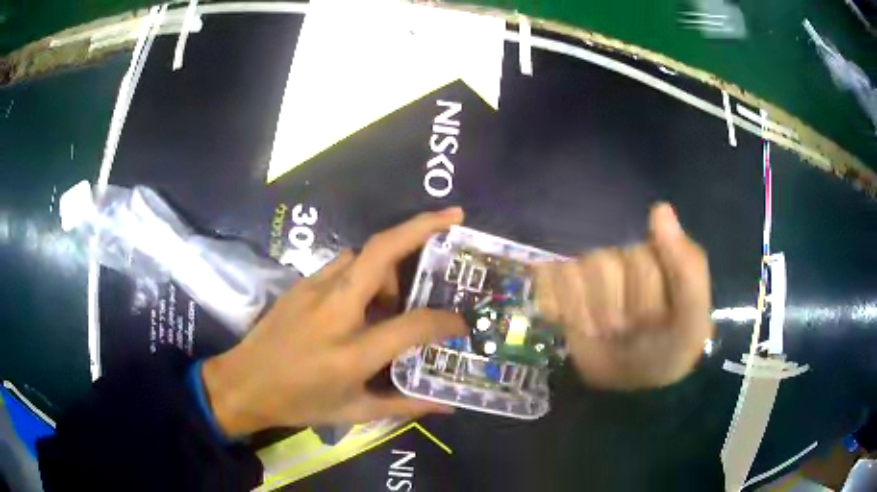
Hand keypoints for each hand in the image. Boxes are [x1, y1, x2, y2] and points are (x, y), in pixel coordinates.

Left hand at [202, 208, 466, 436]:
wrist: (243, 383)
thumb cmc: (299, 404)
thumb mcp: (354, 412)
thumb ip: (405, 405)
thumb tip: (446, 405)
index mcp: (351, 352)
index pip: (412, 324)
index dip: (445, 320)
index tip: (461, 322)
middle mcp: (335, 312)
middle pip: (381, 254)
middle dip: (421, 227)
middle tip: (453, 217)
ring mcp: (314, 291)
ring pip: (363, 255)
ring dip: (390, 262)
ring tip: (397, 293)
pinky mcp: (300, 284)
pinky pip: (342, 264)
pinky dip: (364, 270)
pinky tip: (364, 296)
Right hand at [534, 203, 712, 390]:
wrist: (631, 387)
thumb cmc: (668, 351)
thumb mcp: (692, 319)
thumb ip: (687, 267)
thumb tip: (660, 208)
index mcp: (656, 254)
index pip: (638, 260)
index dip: (646, 300)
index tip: (657, 323)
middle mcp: (621, 257)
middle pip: (602, 264)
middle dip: (614, 310)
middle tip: (628, 330)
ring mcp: (588, 274)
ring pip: (574, 273)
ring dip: (587, 315)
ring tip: (604, 332)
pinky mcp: (561, 290)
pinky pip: (548, 281)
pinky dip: (557, 308)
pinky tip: (573, 325)